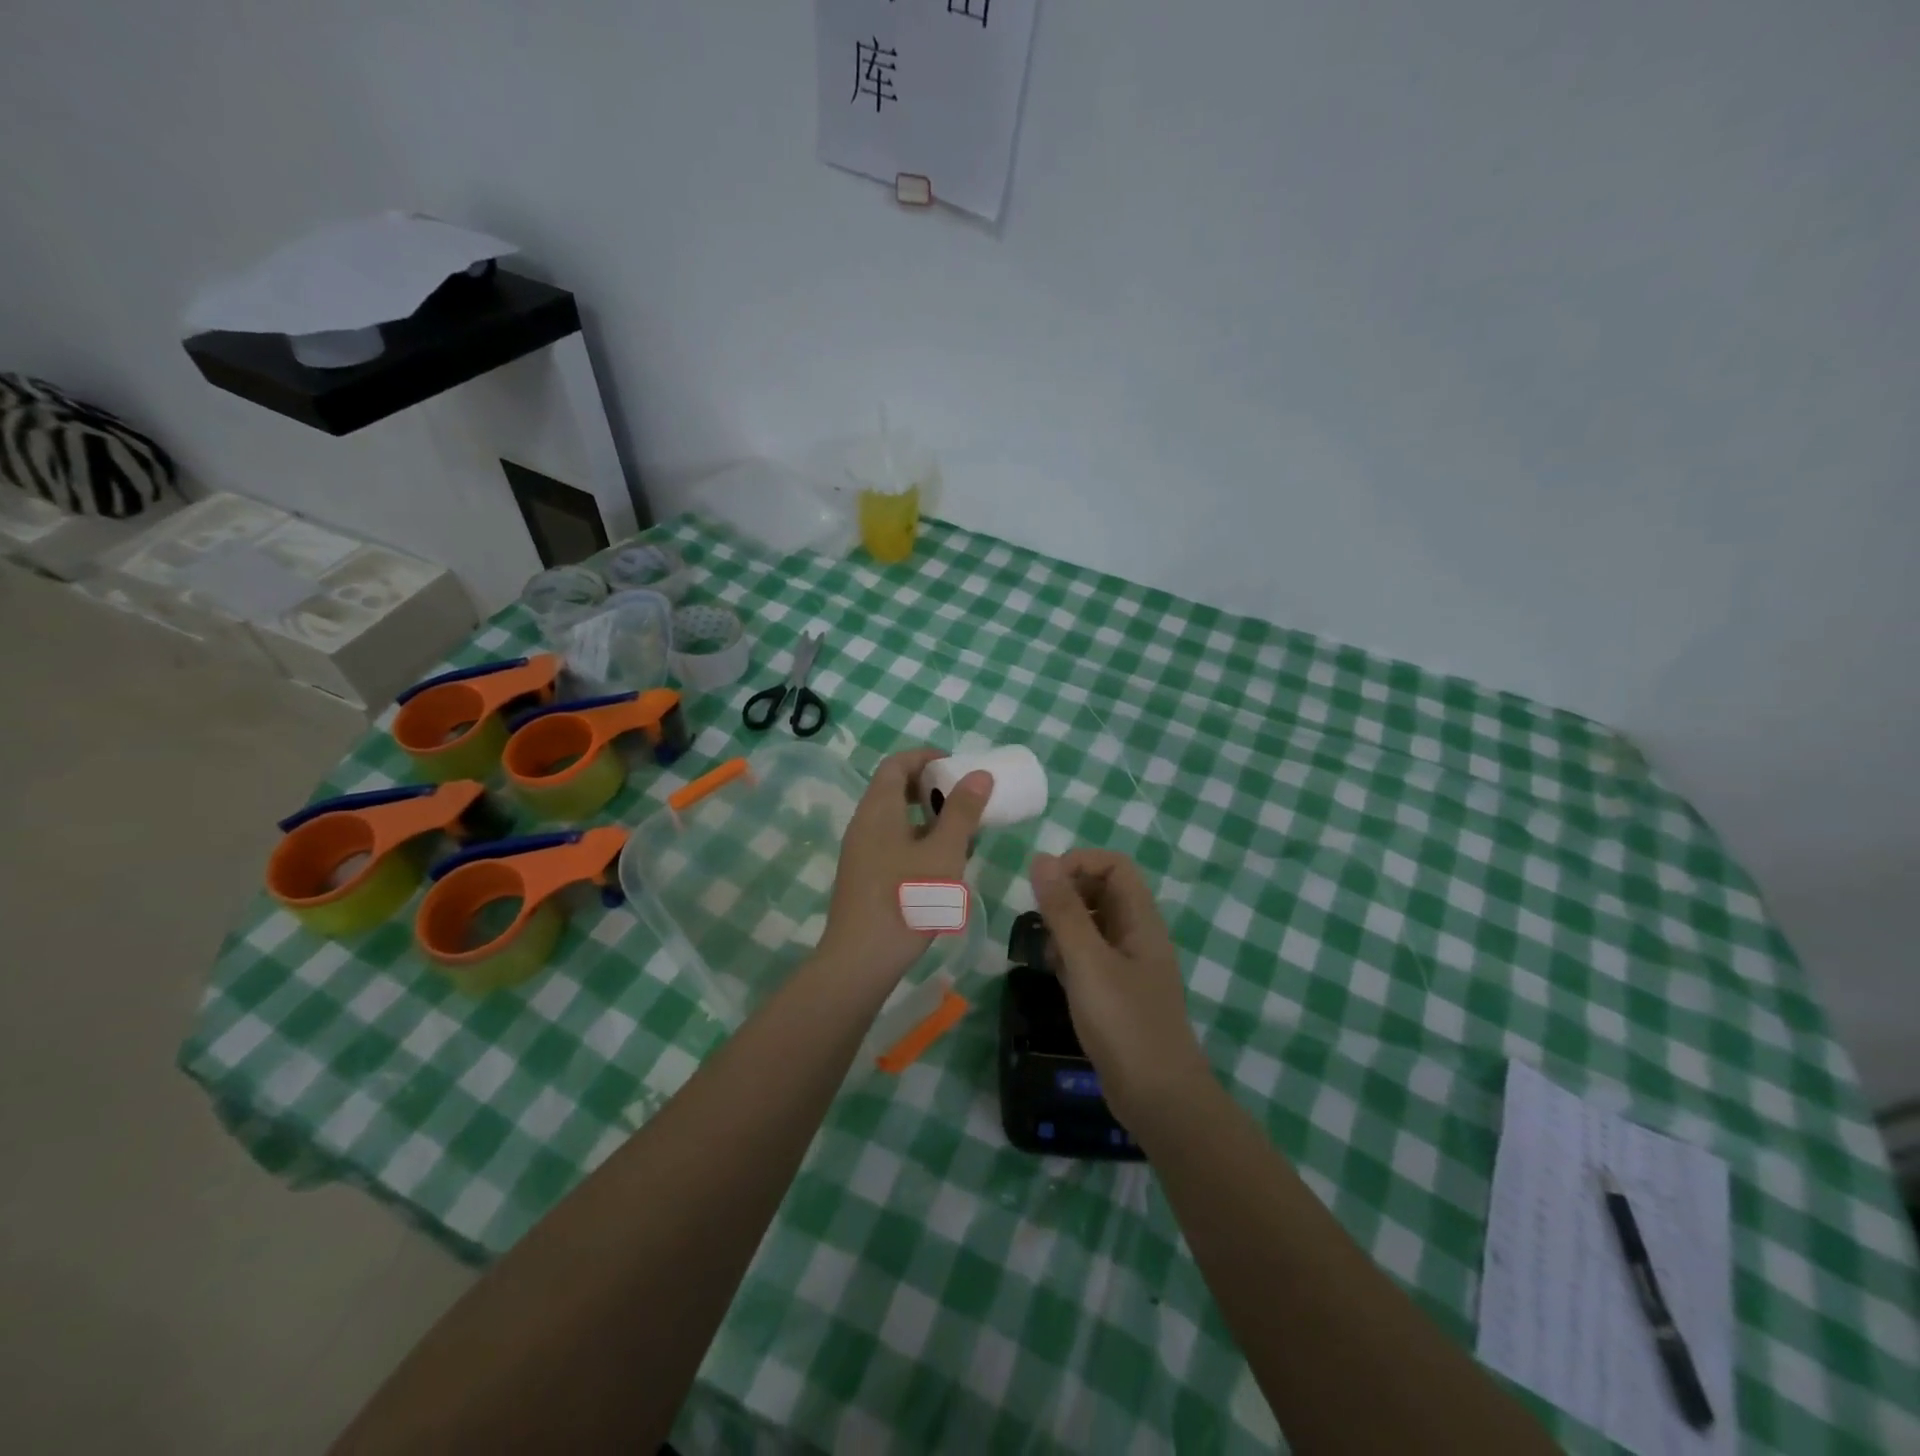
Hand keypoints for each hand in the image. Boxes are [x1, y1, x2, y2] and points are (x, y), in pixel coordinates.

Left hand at [819, 748, 992, 989]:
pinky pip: (892, 843)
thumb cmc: (906, 898)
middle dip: (930, 787)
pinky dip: (918, 840)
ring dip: (927, 817)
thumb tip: (979, 774)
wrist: (861, 960)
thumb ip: (962, 812)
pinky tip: (942, 865)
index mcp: (878, 809)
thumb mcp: (944, 853)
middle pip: (894, 789)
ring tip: (961, 832)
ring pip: (895, 819)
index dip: (925, 757)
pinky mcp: (864, 876)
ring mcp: (861, 852)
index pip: (896, 763)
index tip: (956, 765)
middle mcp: (864, 823)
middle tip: (964, 797)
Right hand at [1029, 849, 1210, 1127]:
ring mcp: (1129, 965)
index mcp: (1141, 920)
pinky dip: (1069, 956)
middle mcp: (1138, 936)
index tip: (1044, 884)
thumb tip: (1041, 859)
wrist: (1159, 1100)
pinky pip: (1090, 956)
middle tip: (1038, 918)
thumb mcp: (1088, 962)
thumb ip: (1064, 910)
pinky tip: (1054, 975)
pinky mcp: (1117, 992)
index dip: (1080, 863)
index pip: (1114, 866)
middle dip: (1067, 895)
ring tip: (1044, 949)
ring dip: (1065, 926)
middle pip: (1103, 891)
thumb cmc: (1125, 1024)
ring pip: (1093, 925)